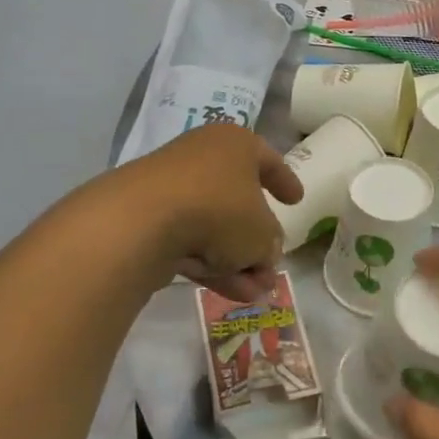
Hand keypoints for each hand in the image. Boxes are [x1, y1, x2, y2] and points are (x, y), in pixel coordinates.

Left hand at [124, 125, 301, 301]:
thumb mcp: (263, 233)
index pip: (269, 160)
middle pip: (239, 201)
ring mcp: (171, 187)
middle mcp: (203, 157)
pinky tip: (227, 293)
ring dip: (236, 261)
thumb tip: (263, 253)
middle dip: (257, 241)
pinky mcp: (147, 217)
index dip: (286, 182)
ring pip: (213, 227)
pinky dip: (209, 264)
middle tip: (271, 266)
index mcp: (236, 144)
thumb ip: (271, 243)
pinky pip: (188, 240)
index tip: (296, 201)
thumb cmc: (220, 210)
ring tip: (255, 294)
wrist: (142, 221)